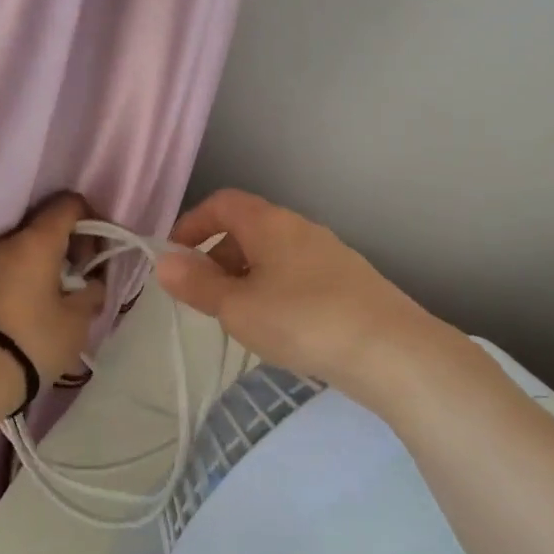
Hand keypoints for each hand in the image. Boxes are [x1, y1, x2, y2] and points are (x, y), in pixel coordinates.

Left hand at [0, 192, 106, 391]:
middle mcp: (6, 242)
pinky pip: (4, 267)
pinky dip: (23, 275)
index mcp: (37, 241)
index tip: (100, 251)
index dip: (91, 219)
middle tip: (81, 276)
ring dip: (44, 261)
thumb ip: (91, 293)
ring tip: (56, 294)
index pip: (68, 204)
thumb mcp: (77, 321)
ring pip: (22, 247)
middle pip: (44, 224)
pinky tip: (31, 304)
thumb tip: (92, 284)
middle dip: (68, 243)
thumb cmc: (34, 340)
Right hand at [155, 189, 442, 397]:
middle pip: (248, 228)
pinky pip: (297, 274)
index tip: (175, 257)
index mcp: (270, 223)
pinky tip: (280, 327)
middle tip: (205, 297)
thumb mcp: (237, 307)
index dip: (192, 224)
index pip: (222, 203)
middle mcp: (300, 228)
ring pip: (273, 254)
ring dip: (246, 276)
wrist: (390, 350)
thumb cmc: (301, 320)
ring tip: (240, 317)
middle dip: (217, 256)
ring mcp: (329, 253)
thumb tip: (163, 262)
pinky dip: (274, 289)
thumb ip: (197, 284)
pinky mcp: (349, 280)